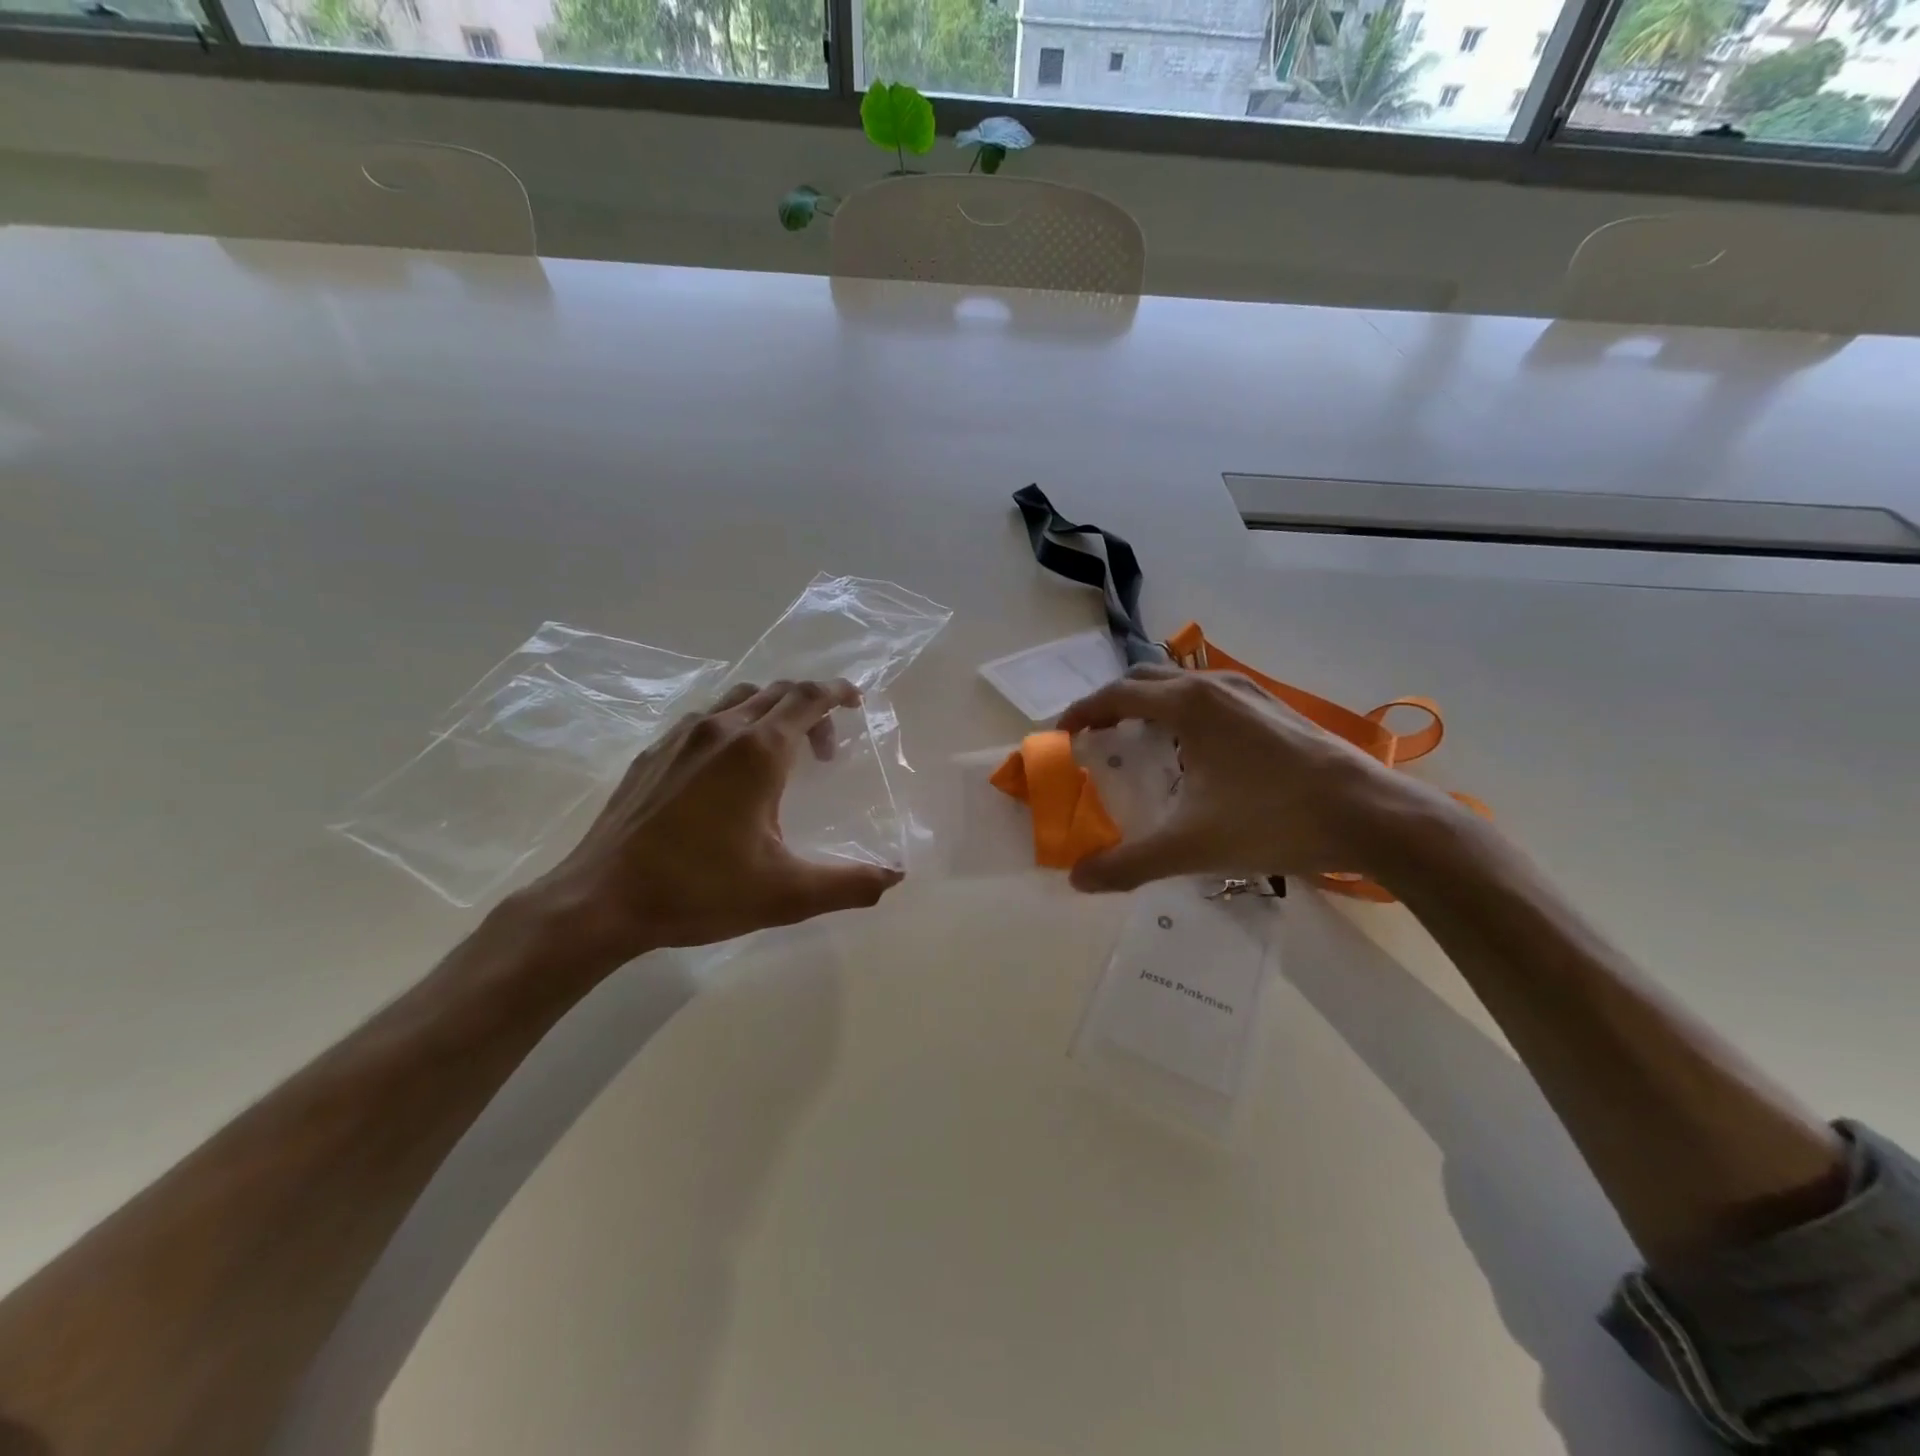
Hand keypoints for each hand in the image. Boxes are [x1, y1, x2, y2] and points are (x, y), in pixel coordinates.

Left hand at [525, 679, 903, 964]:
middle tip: (824, 751)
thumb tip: (895, 877)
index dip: (837, 692)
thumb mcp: (786, 895)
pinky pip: (704, 721)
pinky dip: (732, 727)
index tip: (856, 701)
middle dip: (810, 708)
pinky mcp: (652, 754)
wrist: (602, 900)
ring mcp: (679, 738)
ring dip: (770, 714)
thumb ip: (849, 884)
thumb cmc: (700, 890)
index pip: (807, 698)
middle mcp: (720, 730)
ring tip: (778, 756)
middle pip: (776, 692)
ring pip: (737, 701)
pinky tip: (725, 772)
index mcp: (758, 752)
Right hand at [1057, 664, 1437, 892]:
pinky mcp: (1275, 708)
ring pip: (1183, 684)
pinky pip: (1212, 698)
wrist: (1373, 815)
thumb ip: (1128, 863)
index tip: (1064, 734)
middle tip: (1097, 738)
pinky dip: (1185, 713)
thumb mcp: (1191, 847)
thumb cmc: (1274, 819)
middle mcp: (1214, 686)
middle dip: (1113, 703)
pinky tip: (1197, 755)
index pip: (1117, 694)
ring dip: (1151, 705)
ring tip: (1141, 745)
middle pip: (1146, 679)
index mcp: (1188, 704)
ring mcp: (1250, 693)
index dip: (1083, 712)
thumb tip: (1078, 879)